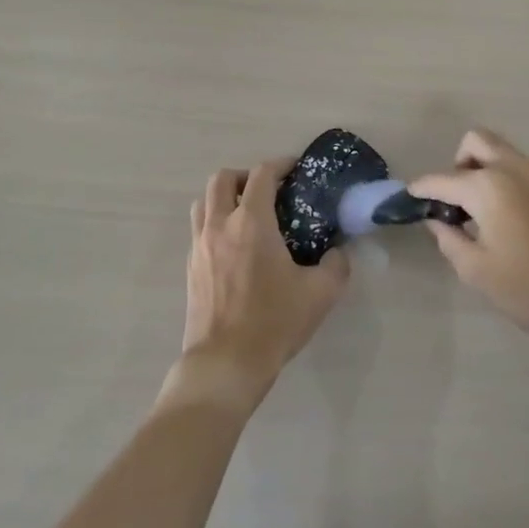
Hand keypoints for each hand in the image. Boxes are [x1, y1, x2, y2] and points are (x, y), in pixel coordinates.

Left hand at [173, 160, 350, 410]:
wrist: (225, 363)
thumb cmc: (274, 322)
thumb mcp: (320, 293)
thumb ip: (336, 265)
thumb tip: (338, 252)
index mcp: (251, 223)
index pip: (262, 174)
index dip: (280, 164)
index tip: (296, 169)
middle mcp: (220, 225)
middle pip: (222, 179)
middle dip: (246, 176)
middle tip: (269, 191)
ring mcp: (200, 246)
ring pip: (204, 202)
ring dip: (225, 197)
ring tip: (248, 214)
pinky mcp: (191, 267)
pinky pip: (199, 229)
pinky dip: (216, 223)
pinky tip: (235, 246)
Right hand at [411, 129, 528, 375]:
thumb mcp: (477, 271)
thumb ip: (450, 239)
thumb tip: (439, 221)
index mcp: (489, 187)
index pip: (443, 179)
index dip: (422, 188)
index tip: (410, 197)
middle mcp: (516, 169)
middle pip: (476, 142)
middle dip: (457, 164)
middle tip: (454, 201)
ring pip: (503, 153)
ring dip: (484, 170)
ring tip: (483, 214)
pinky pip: (524, 170)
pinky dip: (507, 181)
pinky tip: (512, 220)